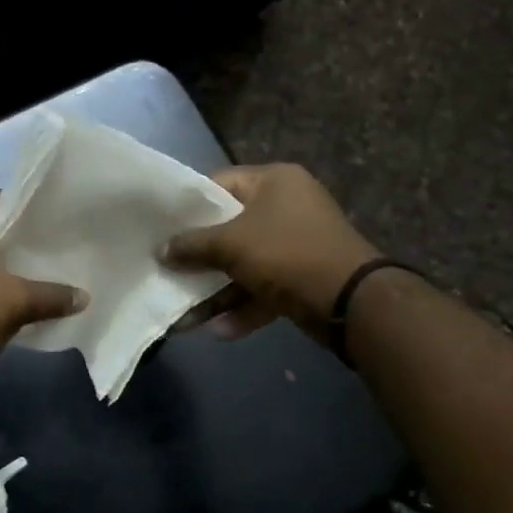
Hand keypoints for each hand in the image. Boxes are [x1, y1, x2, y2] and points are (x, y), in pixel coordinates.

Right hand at [163, 164, 377, 341]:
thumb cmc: (286, 253)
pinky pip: (264, 288)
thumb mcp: (230, 244)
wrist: (351, 300)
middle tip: (167, 271)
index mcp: (274, 181)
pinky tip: (220, 331)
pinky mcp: (303, 277)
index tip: (163, 228)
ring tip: (184, 316)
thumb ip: (192, 245)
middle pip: (229, 228)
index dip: (189, 206)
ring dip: (216, 291)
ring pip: (245, 264)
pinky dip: (243, 307)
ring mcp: (297, 243)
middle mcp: (287, 206)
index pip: (219, 184)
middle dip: (199, 257)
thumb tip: (162, 250)